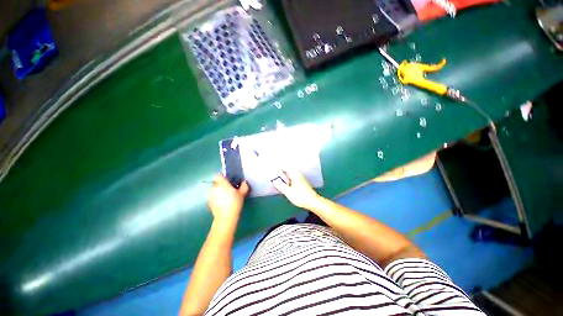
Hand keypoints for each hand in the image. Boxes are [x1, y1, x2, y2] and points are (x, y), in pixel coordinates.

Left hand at [208, 175, 249, 221]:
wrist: (225, 217)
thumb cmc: (234, 203)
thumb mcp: (242, 193)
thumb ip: (244, 186)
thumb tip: (244, 182)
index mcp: (221, 183)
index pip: (218, 175)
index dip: (223, 177)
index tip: (228, 180)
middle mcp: (214, 188)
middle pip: (216, 183)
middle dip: (221, 184)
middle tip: (229, 189)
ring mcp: (210, 196)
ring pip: (214, 190)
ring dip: (219, 191)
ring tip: (226, 197)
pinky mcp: (209, 203)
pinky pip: (213, 197)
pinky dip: (216, 198)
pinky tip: (223, 203)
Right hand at [272, 169, 320, 209]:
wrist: (313, 202)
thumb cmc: (300, 196)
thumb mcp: (288, 192)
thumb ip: (281, 186)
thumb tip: (274, 181)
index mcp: (294, 174)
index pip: (285, 168)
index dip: (279, 168)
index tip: (272, 170)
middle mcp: (298, 175)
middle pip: (287, 172)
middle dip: (281, 174)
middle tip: (273, 177)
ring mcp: (300, 179)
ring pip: (290, 177)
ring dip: (284, 179)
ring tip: (277, 182)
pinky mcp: (302, 184)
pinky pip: (293, 180)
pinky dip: (288, 182)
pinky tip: (285, 186)